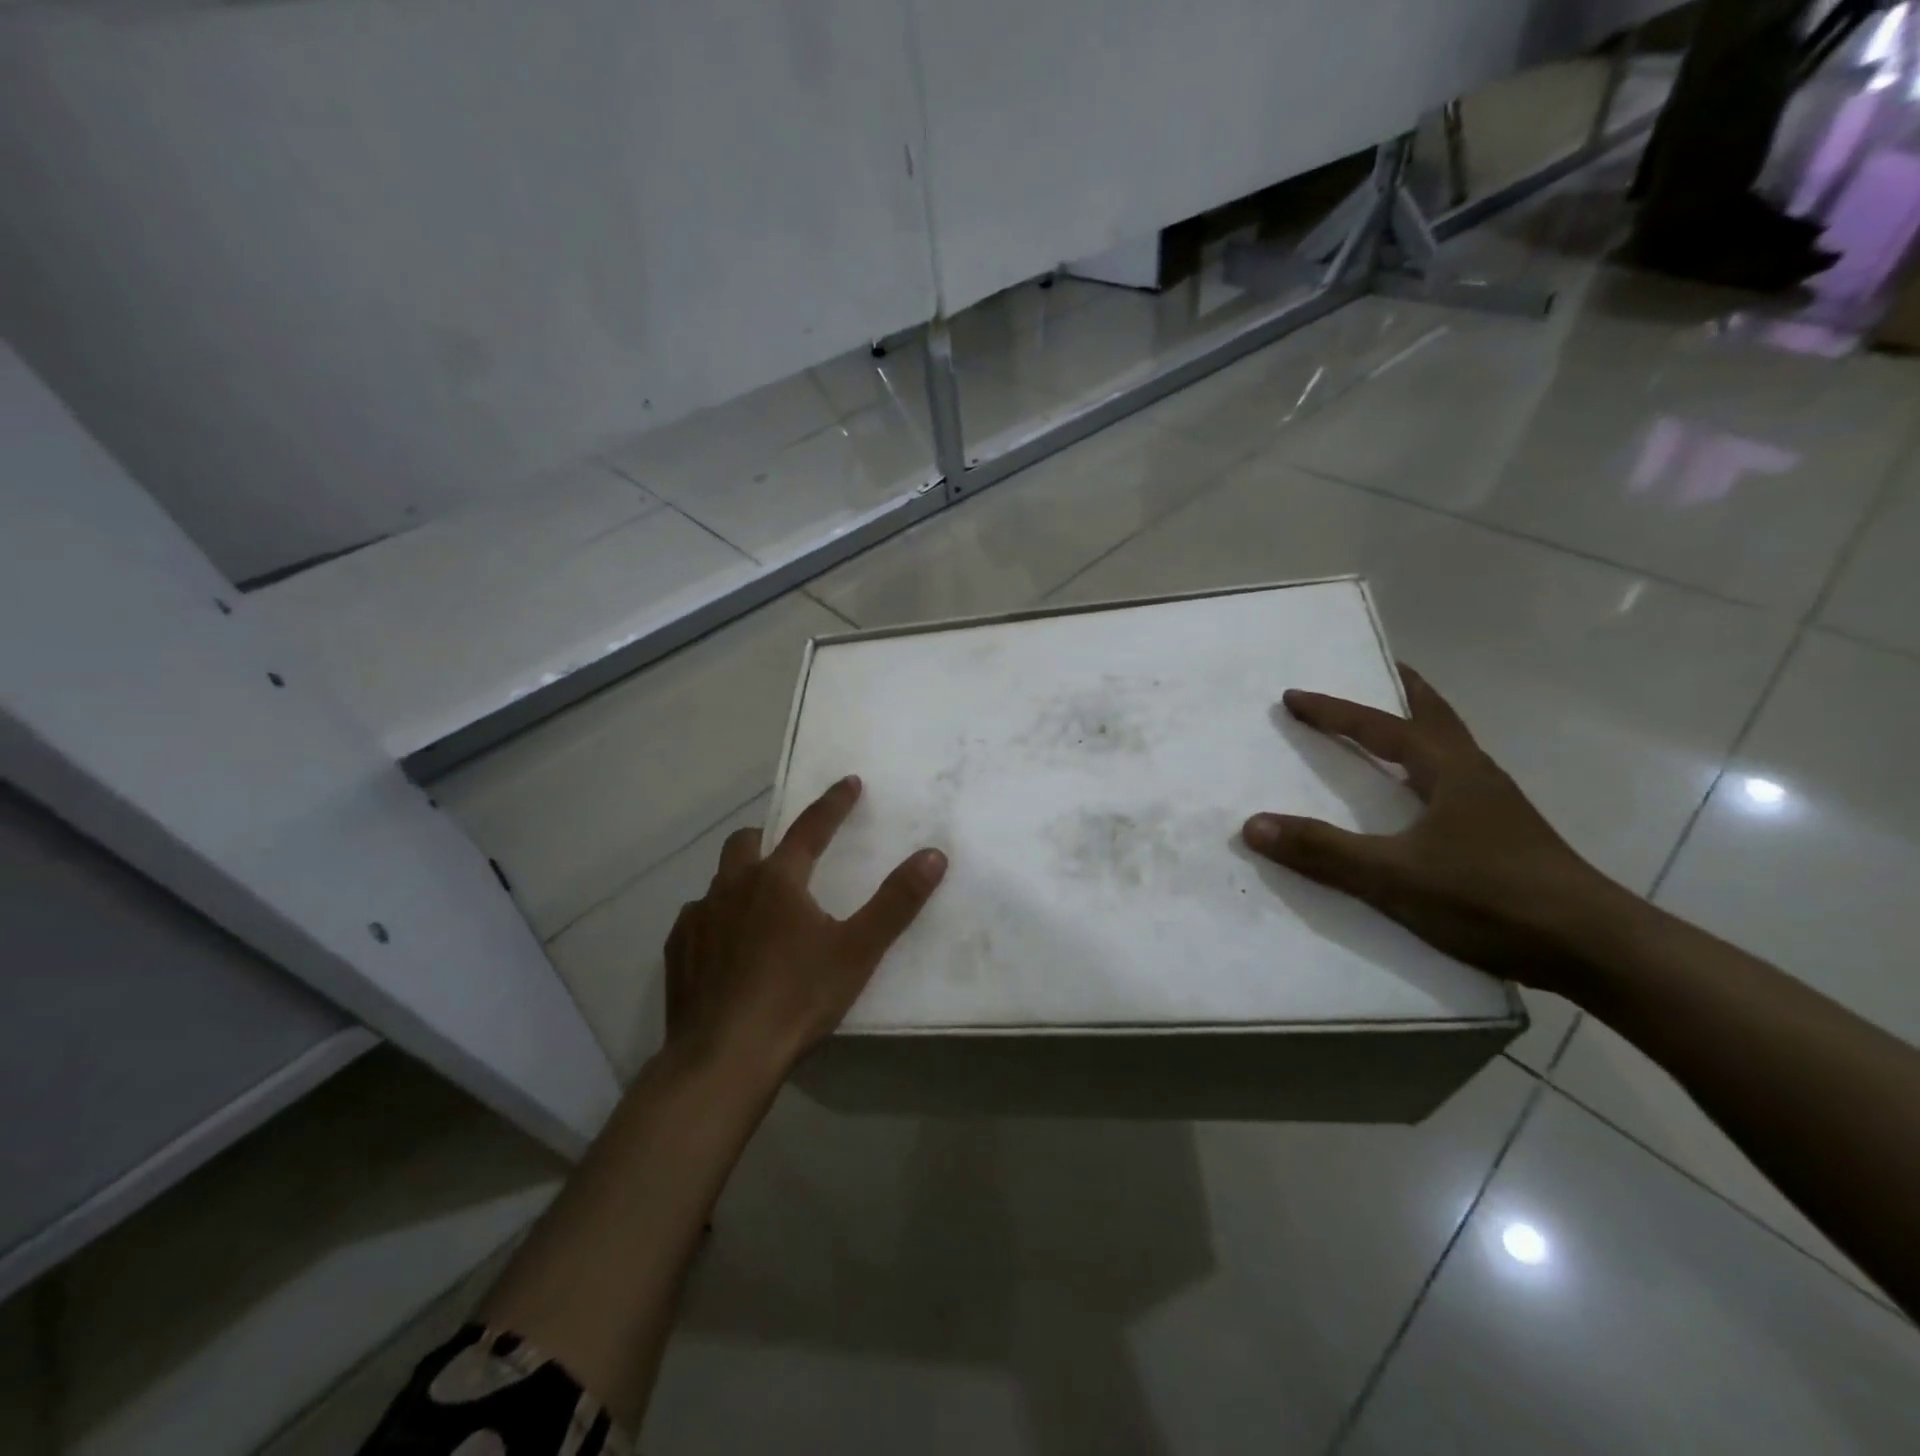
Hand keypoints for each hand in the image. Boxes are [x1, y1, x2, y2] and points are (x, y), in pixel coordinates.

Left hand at [665, 775, 946, 1082]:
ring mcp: (698, 918)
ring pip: (719, 880)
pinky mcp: (678, 950)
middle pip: (747, 842)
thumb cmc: (796, 998)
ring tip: (759, 906)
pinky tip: (725, 947)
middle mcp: (733, 886)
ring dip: (740, 880)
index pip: (811, 827)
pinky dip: (715, 918)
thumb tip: (933, 855)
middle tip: (790, 853)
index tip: (848, 782)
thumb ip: (896, 901)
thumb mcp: (858, 951)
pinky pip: (697, 918)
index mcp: (778, 880)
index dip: (833, 803)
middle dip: (771, 837)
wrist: (724, 1058)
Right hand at [1241, 665, 1625, 995]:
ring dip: (1418, 729)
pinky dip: (1428, 768)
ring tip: (1390, 727)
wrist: (1595, 950)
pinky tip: (1419, 797)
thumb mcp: (1394, 876)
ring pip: (1450, 750)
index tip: (1294, 696)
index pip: (1382, 726)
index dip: (1334, 711)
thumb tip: (1252, 825)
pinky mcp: (1504, 837)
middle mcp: (1476, 776)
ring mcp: (1496, 807)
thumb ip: (1323, 851)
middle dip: (1403, 692)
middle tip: (1378, 671)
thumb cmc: (1491, 898)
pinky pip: (1455, 783)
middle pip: (1436, 718)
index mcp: (1451, 771)